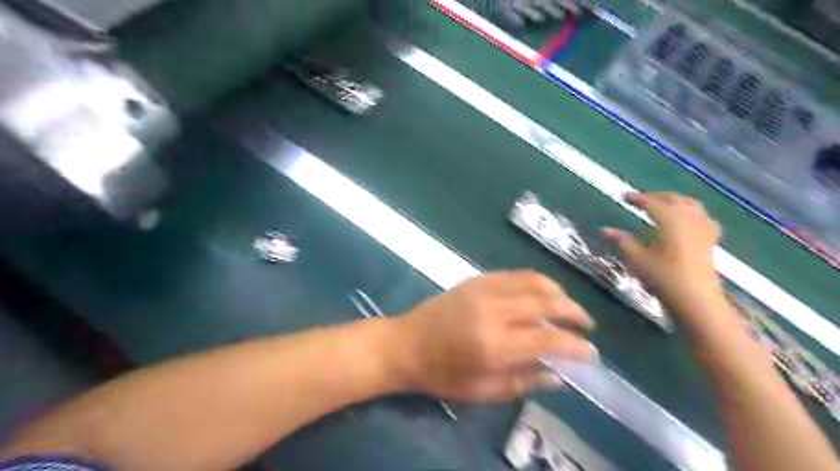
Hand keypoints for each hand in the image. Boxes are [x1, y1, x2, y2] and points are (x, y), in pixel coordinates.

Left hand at [391, 271, 592, 403]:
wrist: (406, 344)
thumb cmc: (442, 374)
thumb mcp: (482, 391)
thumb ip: (523, 381)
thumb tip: (557, 374)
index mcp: (494, 344)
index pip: (548, 339)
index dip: (575, 346)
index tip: (591, 352)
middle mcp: (493, 310)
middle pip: (546, 301)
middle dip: (573, 311)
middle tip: (586, 324)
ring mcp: (483, 289)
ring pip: (533, 281)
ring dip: (557, 291)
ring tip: (567, 306)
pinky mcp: (475, 280)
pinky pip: (513, 274)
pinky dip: (534, 281)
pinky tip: (540, 292)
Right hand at [604, 193, 722, 313]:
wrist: (695, 300)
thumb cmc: (663, 278)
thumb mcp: (637, 259)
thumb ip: (623, 241)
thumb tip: (606, 229)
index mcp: (670, 220)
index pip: (651, 203)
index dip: (637, 198)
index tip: (624, 197)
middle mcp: (688, 218)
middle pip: (673, 199)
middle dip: (655, 197)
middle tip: (639, 200)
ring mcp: (702, 228)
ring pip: (690, 204)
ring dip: (674, 201)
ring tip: (661, 205)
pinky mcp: (710, 240)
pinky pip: (702, 217)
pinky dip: (691, 213)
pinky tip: (686, 220)